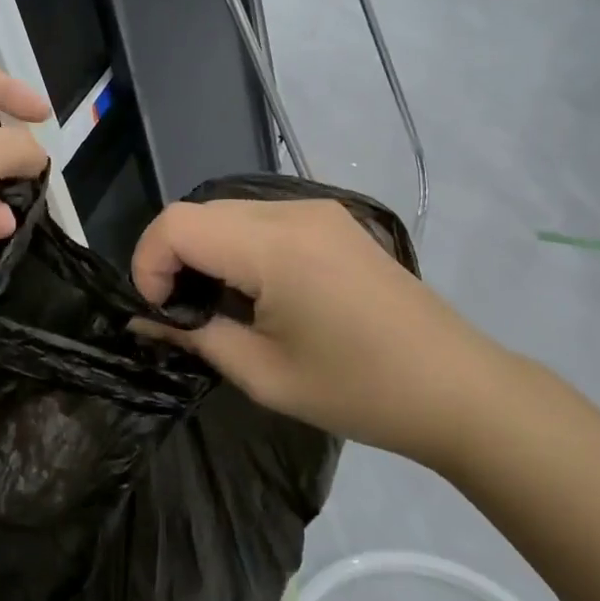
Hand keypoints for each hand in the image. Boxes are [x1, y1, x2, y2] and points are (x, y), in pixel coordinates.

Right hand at [130, 199, 523, 462]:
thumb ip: (195, 335)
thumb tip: (143, 320)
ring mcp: (317, 210)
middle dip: (173, 259)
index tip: (160, 313)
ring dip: (206, 252)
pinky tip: (257, 292)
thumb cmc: (359, 390)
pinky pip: (260, 219)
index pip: (176, 224)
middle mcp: (293, 211)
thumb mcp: (263, 374)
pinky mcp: (332, 220)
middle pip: (199, 212)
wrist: (457, 388)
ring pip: (227, 212)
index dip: (149, 264)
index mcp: (275, 246)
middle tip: (184, 314)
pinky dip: (238, 247)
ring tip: (220, 307)